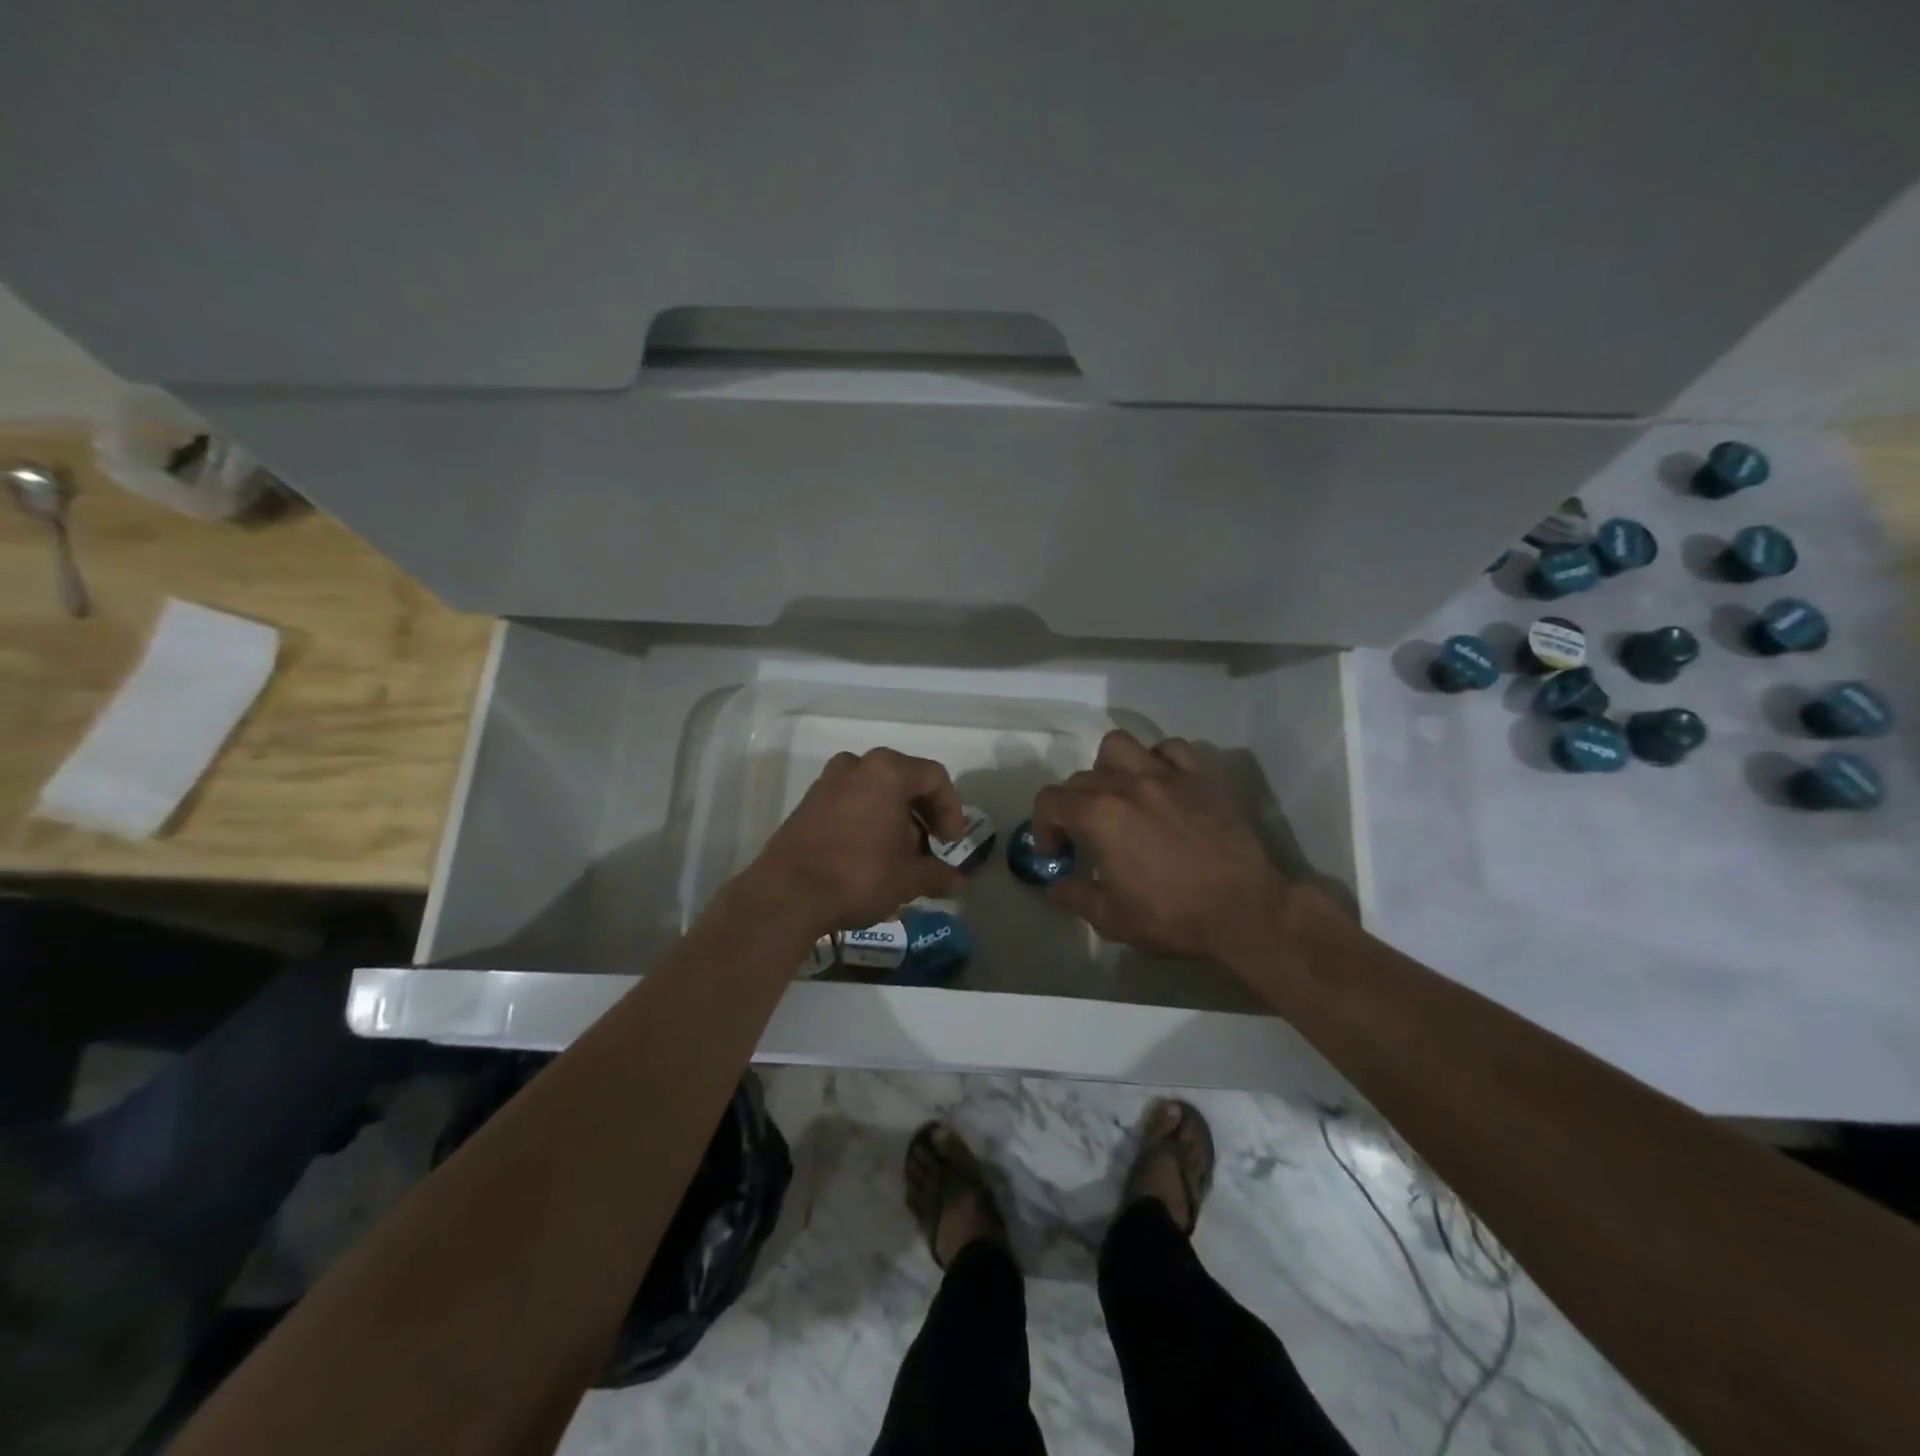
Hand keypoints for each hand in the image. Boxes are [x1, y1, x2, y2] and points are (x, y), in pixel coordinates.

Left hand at [747, 748, 967, 934]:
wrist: (787, 895)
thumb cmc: (858, 875)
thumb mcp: (908, 879)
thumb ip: (937, 873)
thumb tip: (955, 880)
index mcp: (887, 771)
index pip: (934, 777)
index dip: (951, 809)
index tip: (950, 842)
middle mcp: (856, 766)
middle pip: (903, 779)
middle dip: (922, 813)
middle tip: (929, 847)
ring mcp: (827, 782)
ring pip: (874, 790)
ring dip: (894, 817)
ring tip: (899, 853)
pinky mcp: (807, 804)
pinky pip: (850, 802)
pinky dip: (867, 820)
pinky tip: (870, 854)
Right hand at [1031, 729, 1288, 961]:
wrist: (1244, 911)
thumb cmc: (1173, 916)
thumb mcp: (1110, 919)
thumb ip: (1073, 896)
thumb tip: (1054, 885)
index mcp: (1100, 815)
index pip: (1050, 801)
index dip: (1042, 827)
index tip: (1055, 853)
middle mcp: (1129, 784)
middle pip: (1081, 777)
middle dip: (1072, 806)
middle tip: (1084, 836)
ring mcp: (1168, 775)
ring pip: (1121, 746)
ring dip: (1108, 767)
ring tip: (1117, 794)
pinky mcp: (1202, 777)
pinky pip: (1171, 748)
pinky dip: (1157, 760)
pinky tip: (1161, 783)